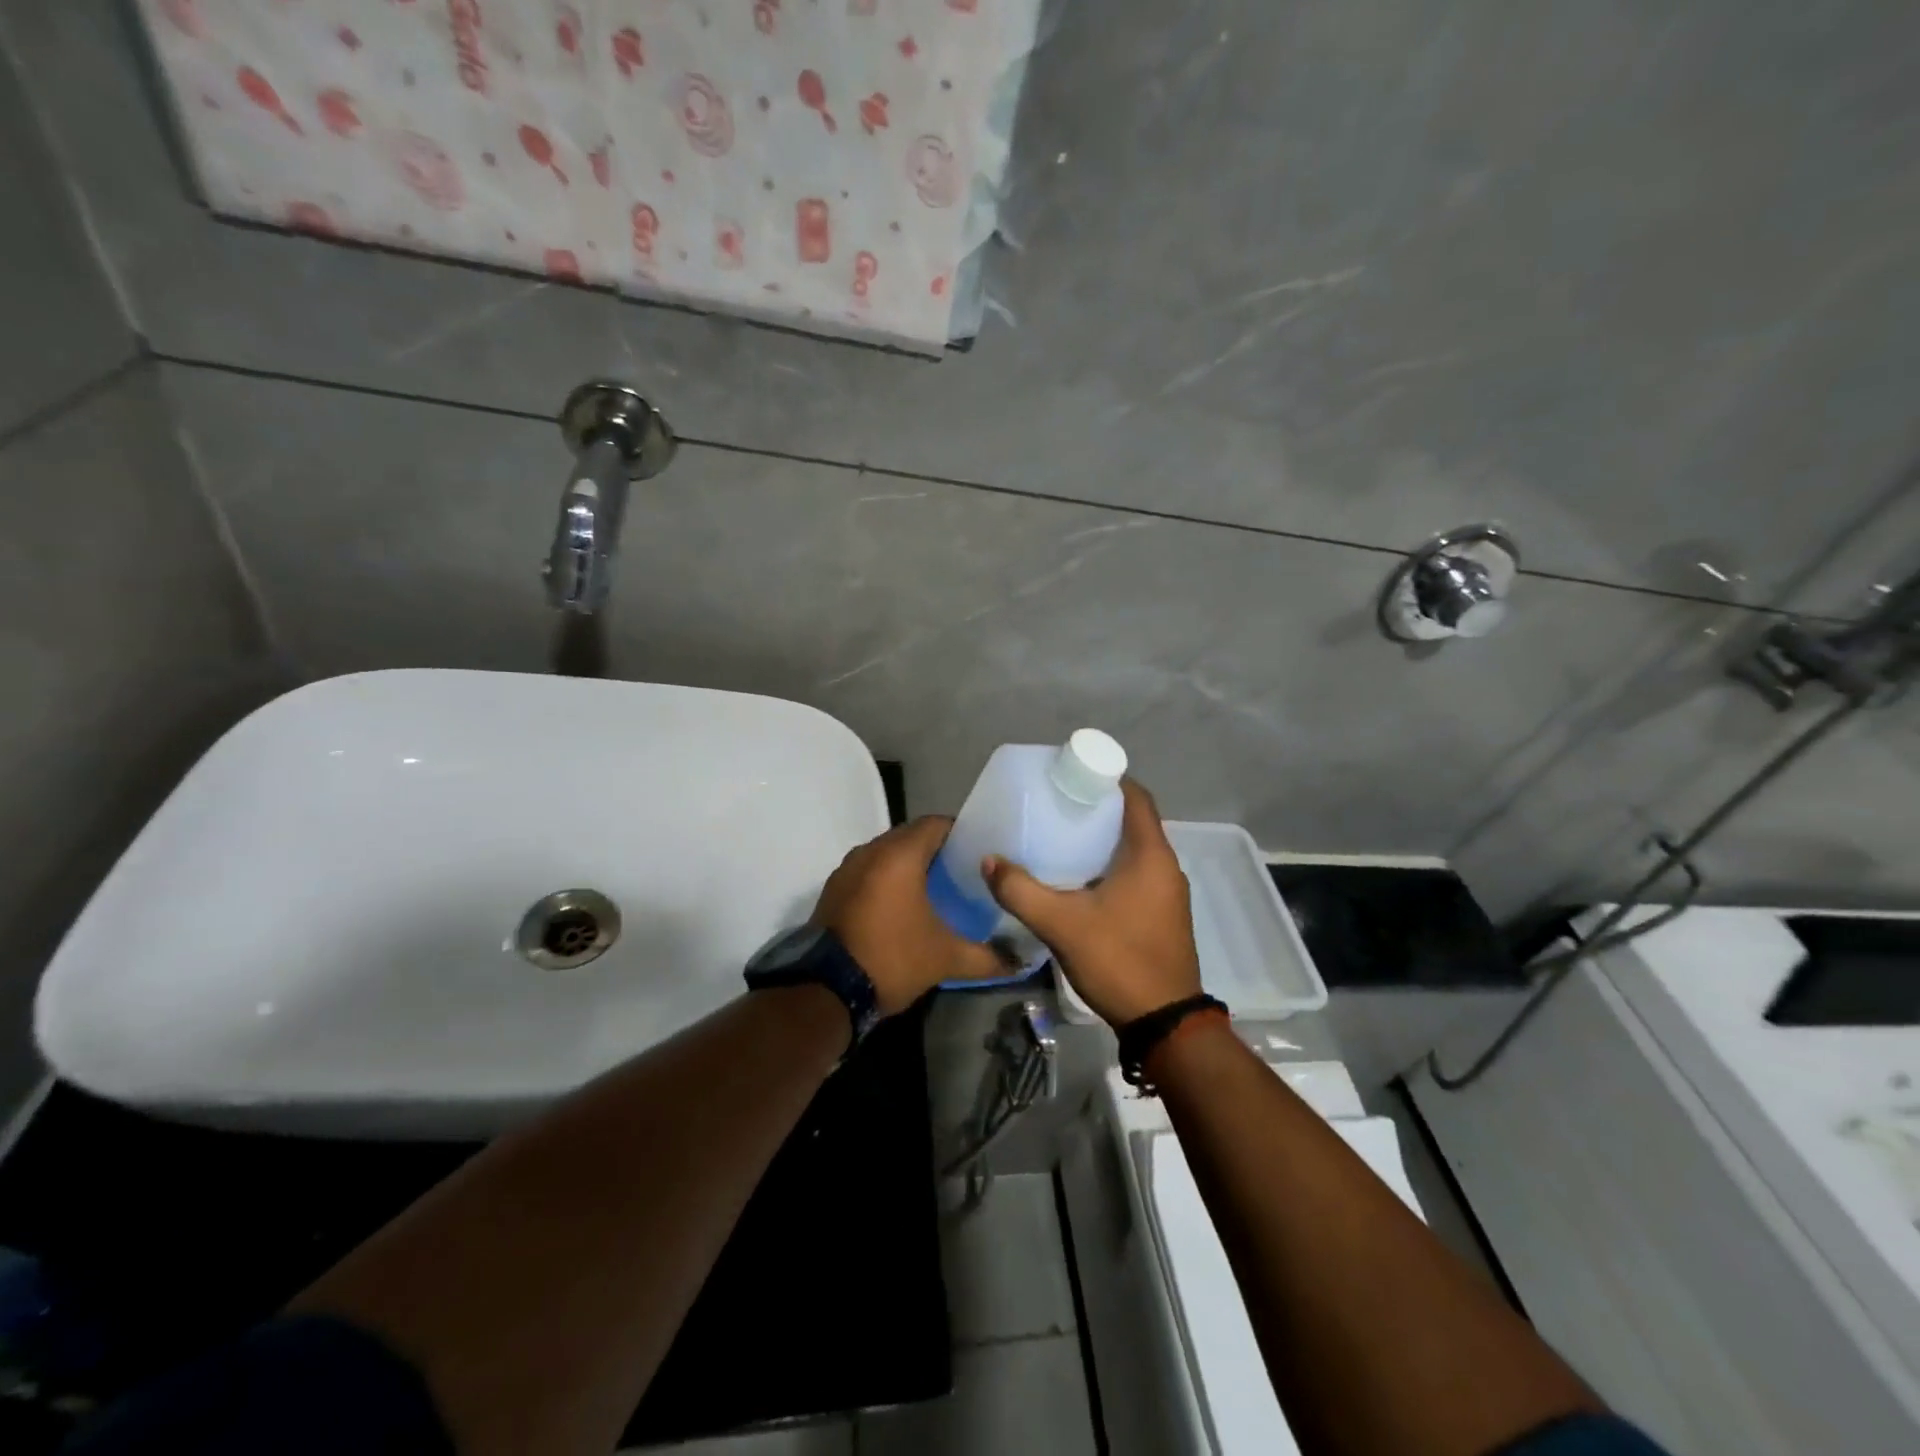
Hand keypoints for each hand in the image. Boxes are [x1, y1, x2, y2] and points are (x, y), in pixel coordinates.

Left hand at [811, 817, 1012, 1014]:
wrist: (825, 991)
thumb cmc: (892, 959)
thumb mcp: (946, 958)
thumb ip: (988, 956)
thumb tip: (1022, 961)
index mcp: (899, 855)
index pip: (936, 824)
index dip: (960, 833)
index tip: (980, 852)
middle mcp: (870, 851)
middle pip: (910, 836)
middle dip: (936, 849)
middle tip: (963, 871)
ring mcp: (847, 869)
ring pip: (886, 853)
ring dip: (909, 864)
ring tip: (935, 888)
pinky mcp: (833, 890)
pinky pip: (868, 871)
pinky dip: (886, 879)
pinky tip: (902, 905)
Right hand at [981, 780, 1201, 1026]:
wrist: (1164, 1023)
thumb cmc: (1119, 960)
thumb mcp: (1062, 924)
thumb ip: (1021, 891)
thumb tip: (989, 861)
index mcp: (1151, 855)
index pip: (1135, 797)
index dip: (1106, 780)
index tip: (1071, 778)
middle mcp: (1166, 867)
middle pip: (1132, 822)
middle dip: (1096, 810)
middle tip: (1055, 807)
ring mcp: (1168, 893)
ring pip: (1133, 851)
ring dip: (1102, 841)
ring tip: (1060, 838)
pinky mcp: (1163, 915)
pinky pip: (1136, 874)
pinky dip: (1110, 866)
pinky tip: (1078, 880)